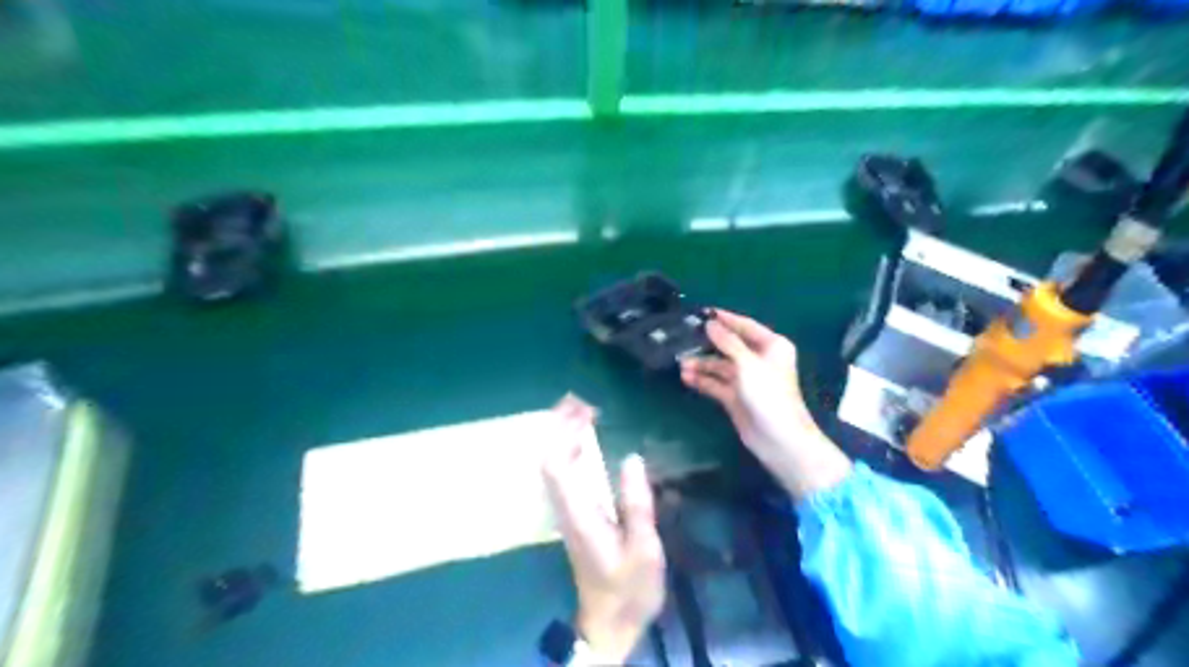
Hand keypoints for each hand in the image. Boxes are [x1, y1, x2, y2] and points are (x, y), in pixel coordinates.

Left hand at [541, 396, 664, 660]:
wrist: (610, 622)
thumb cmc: (630, 588)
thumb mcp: (643, 549)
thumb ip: (636, 504)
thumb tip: (631, 457)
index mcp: (580, 513)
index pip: (557, 465)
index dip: (565, 434)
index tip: (585, 410)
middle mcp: (567, 508)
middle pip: (549, 459)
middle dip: (560, 426)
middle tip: (582, 400)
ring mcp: (568, 511)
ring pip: (553, 464)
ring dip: (563, 435)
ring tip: (584, 412)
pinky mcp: (575, 514)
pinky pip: (563, 473)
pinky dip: (570, 450)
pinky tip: (586, 441)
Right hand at [677, 309, 853, 497]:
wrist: (778, 438)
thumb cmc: (768, 394)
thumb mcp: (747, 363)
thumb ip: (727, 342)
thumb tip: (710, 324)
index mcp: (771, 346)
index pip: (745, 326)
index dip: (725, 319)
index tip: (703, 312)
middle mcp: (759, 359)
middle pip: (729, 346)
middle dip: (708, 343)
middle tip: (683, 336)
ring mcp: (746, 379)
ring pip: (720, 365)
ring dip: (701, 364)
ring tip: (681, 363)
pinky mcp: (736, 397)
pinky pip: (716, 383)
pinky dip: (702, 380)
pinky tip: (686, 377)